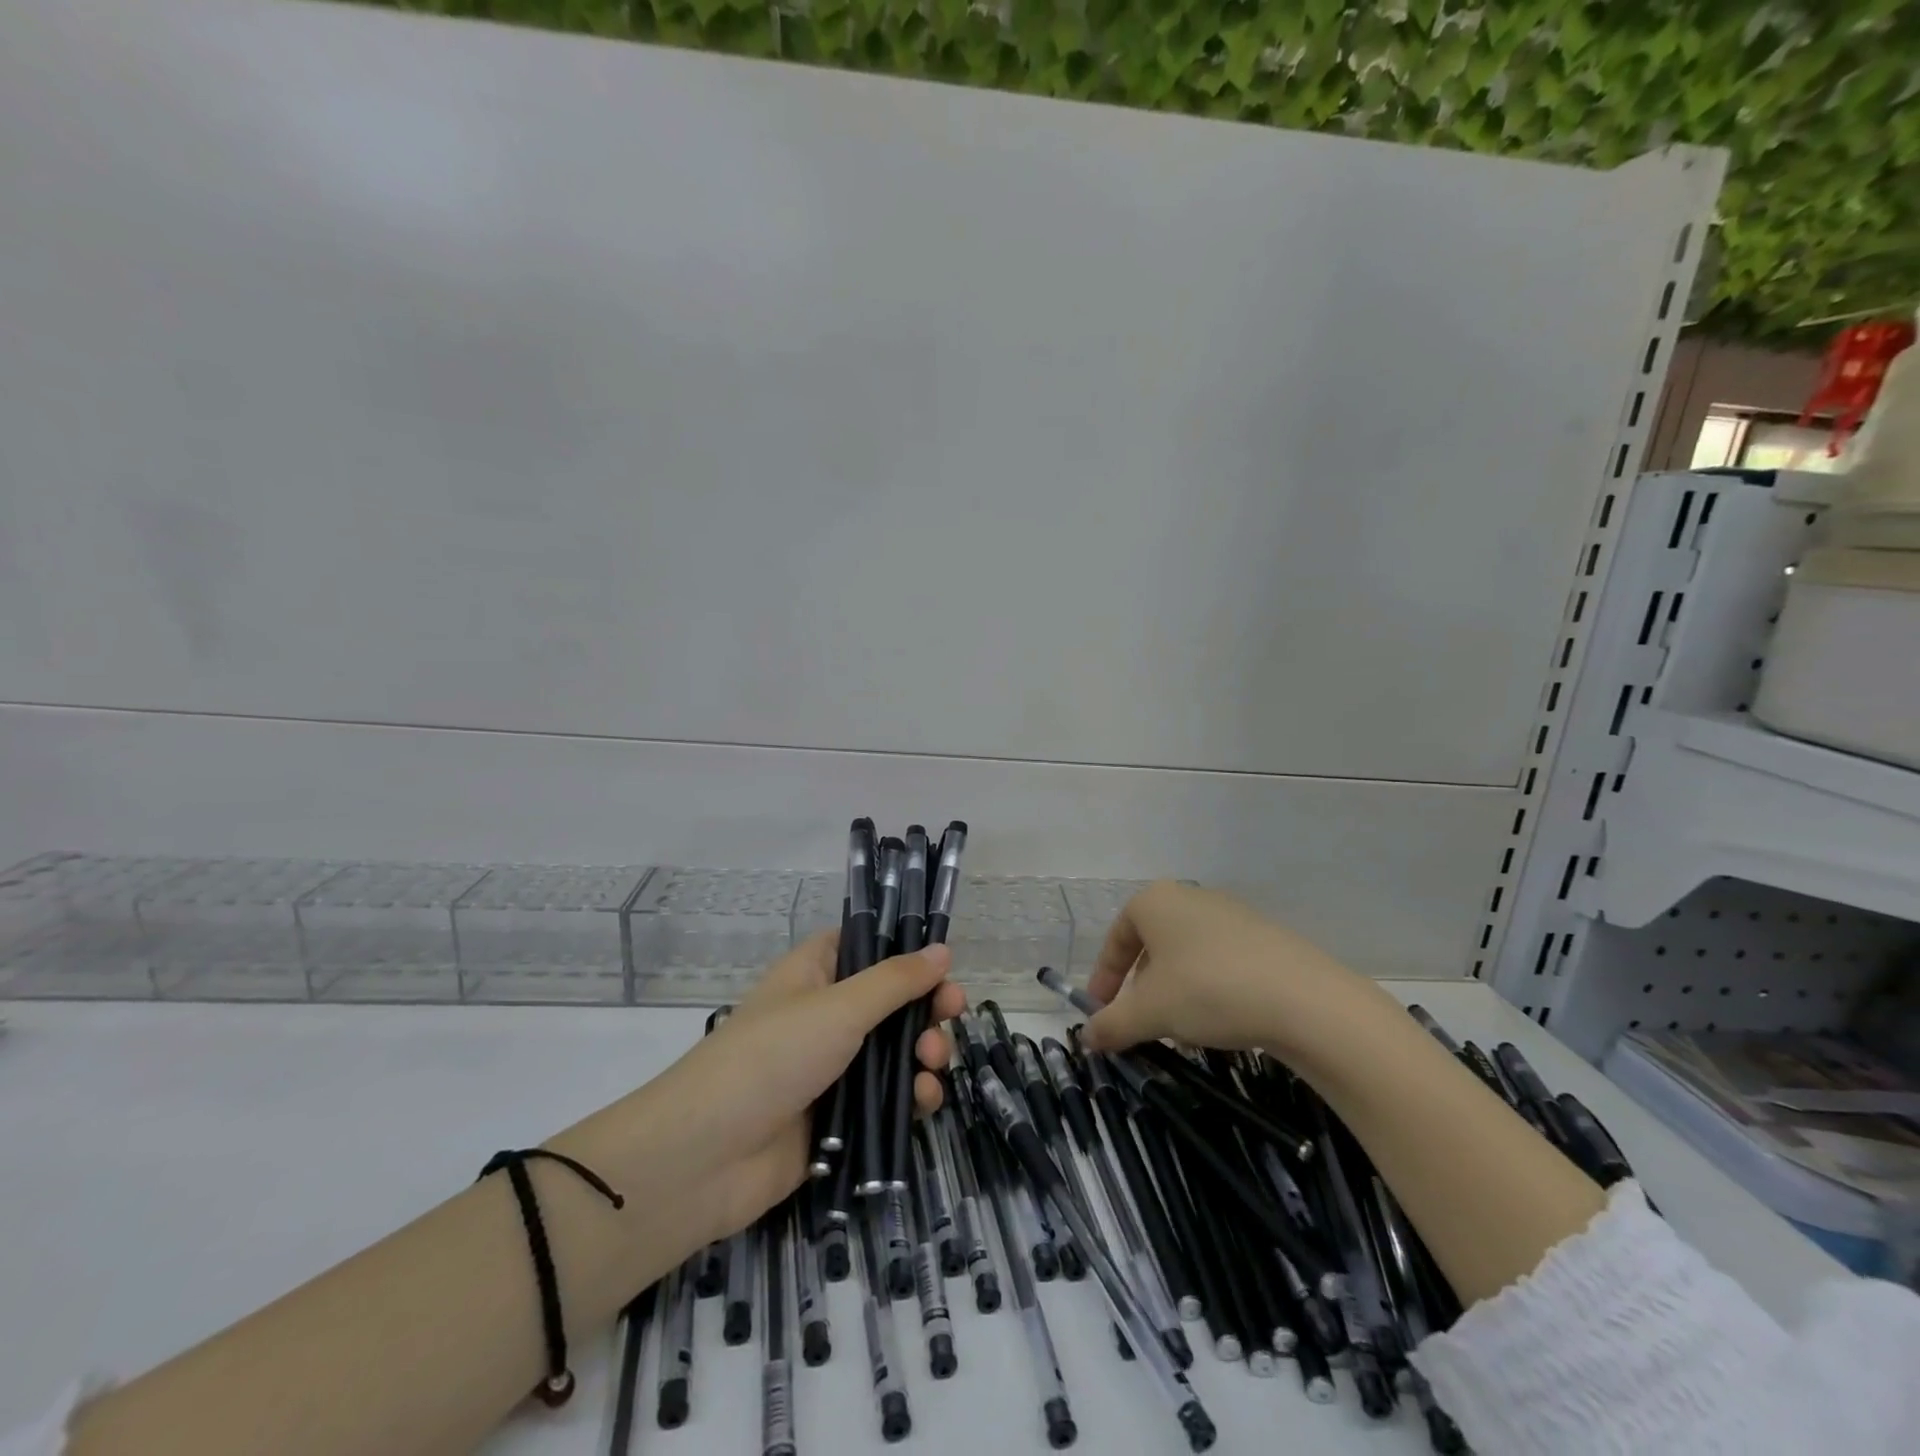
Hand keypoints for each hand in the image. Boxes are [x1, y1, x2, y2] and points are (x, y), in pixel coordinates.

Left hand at [578, 932, 963, 1260]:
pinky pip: (889, 1098)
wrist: (708, 1157)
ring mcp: (833, 1067)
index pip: (867, 946)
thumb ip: (896, 980)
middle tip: (952, 1014)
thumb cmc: (773, 1057)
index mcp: (816, 973)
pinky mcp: (840, 1117)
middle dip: (927, 1007)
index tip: (942, 963)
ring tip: (931, 1064)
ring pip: (896, 1051)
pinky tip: (924, 1101)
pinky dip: (912, 1096)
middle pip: (892, 1000)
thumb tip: (942, 949)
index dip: (905, 951)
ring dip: (924, 1053)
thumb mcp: (839, 1007)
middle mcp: (826, 1013)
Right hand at [1078, 881, 1381, 1069]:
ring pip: (1186, 958)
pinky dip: (1209, 992)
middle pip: (1152, 947)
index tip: (1101, 1014)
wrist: (1304, 1000)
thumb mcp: (1149, 1012)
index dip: (1104, 978)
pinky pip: (1221, 963)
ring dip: (1175, 995)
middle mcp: (1191, 898)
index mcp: (1155, 901)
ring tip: (1181, 1033)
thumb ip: (1111, 1024)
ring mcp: (1232, 915)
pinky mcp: (1265, 938)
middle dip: (1142, 990)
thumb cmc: (1208, 990)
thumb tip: (1086, 1039)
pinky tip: (1219, 1026)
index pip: (1116, 938)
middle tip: (1141, 1025)